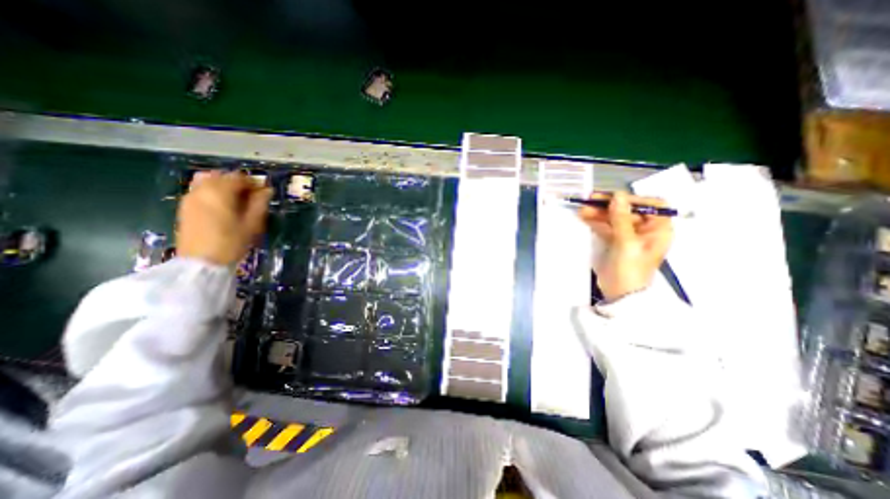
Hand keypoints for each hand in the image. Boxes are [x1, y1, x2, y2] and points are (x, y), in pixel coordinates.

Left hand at [174, 169, 269, 265]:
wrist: (201, 262)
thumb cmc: (232, 242)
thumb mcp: (252, 223)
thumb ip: (260, 203)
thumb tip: (267, 190)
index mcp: (220, 192)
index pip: (239, 177)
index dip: (254, 183)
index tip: (264, 193)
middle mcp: (202, 190)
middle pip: (221, 176)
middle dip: (238, 182)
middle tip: (252, 196)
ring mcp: (190, 197)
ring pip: (208, 180)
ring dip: (224, 185)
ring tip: (237, 200)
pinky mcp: (185, 207)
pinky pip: (200, 190)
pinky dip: (213, 192)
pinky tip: (223, 206)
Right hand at [581, 188, 671, 298]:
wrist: (620, 294)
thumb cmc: (629, 269)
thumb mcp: (626, 243)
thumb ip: (621, 219)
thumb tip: (618, 196)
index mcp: (658, 229)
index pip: (651, 205)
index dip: (633, 199)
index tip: (613, 198)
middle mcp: (645, 230)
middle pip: (628, 211)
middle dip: (609, 206)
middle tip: (590, 200)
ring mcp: (629, 236)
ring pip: (614, 218)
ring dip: (599, 213)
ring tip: (582, 210)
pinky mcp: (615, 242)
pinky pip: (606, 227)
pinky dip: (596, 222)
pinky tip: (584, 218)